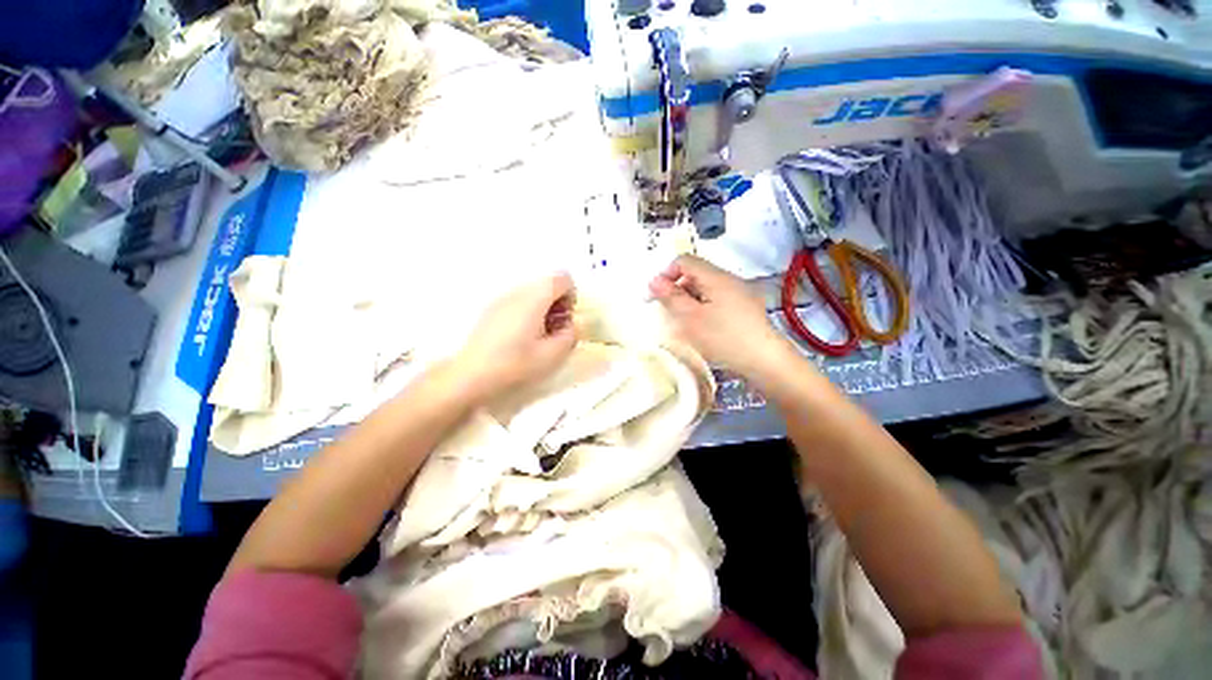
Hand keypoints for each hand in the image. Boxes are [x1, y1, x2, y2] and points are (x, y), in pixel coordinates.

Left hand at [454, 273, 577, 399]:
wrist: (471, 375)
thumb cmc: (514, 364)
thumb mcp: (552, 355)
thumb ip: (570, 335)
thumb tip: (571, 324)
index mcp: (534, 299)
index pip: (562, 278)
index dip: (571, 296)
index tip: (565, 319)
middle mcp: (518, 292)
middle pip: (547, 283)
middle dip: (557, 303)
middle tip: (554, 330)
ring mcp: (502, 299)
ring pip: (533, 292)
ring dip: (543, 309)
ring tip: (538, 336)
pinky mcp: (492, 309)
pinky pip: (518, 301)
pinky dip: (528, 312)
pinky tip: (521, 338)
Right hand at [649, 255, 789, 377]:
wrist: (765, 361)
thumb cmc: (724, 338)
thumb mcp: (691, 318)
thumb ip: (671, 297)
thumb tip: (655, 280)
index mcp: (716, 277)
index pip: (684, 261)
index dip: (666, 274)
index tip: (656, 296)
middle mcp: (729, 280)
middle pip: (695, 274)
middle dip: (677, 290)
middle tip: (669, 313)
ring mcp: (740, 294)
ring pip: (705, 289)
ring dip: (689, 301)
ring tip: (685, 324)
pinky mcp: (745, 308)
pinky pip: (717, 300)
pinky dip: (703, 308)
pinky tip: (703, 328)